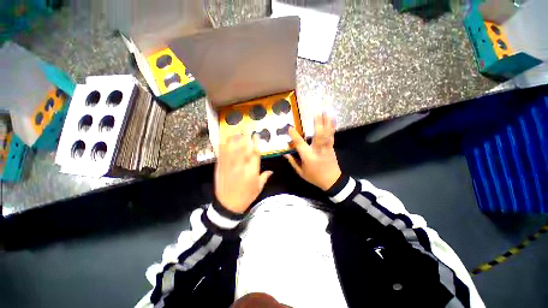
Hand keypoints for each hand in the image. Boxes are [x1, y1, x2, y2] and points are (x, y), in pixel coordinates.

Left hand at [215, 134, 272, 213]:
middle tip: (245, 128)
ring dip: (234, 139)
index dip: (256, 142)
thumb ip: (264, 177)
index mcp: (252, 170)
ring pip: (231, 148)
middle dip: (244, 136)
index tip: (256, 135)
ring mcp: (229, 165)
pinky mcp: (220, 166)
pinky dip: (223, 145)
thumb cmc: (246, 196)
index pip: (255, 153)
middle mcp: (241, 165)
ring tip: (236, 133)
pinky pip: (221, 153)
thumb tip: (271, 171)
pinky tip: (224, 139)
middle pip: (243, 147)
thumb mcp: (258, 188)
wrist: (228, 205)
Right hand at [285, 114, 341, 190]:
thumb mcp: (301, 172)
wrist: (332, 181)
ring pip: (326, 134)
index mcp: (308, 157)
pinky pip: (332, 136)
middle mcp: (318, 150)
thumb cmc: (314, 177)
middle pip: (318, 136)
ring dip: (326, 122)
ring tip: (325, 111)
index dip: (295, 136)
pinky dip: (332, 127)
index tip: (290, 127)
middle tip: (316, 113)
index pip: (300, 145)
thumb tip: (285, 153)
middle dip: (318, 124)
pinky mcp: (332, 147)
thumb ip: (293, 162)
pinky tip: (332, 119)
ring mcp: (326, 148)